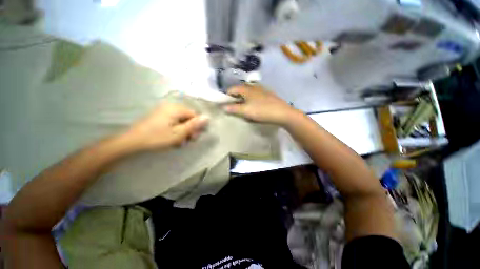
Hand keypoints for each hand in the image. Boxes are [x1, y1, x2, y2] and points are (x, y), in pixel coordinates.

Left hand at [122, 103, 208, 151]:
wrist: (132, 141)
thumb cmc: (157, 137)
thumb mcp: (179, 133)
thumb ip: (194, 125)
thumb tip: (207, 117)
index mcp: (176, 109)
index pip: (195, 115)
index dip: (197, 126)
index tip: (194, 137)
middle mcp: (171, 107)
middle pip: (188, 118)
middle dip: (190, 130)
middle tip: (186, 141)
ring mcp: (164, 111)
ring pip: (181, 121)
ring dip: (183, 131)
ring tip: (178, 142)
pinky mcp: (160, 116)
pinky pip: (174, 122)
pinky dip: (175, 130)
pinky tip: (172, 138)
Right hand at [223, 84, 300, 124]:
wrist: (282, 113)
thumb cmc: (262, 111)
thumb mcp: (246, 111)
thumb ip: (233, 109)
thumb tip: (223, 107)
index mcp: (246, 89)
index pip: (232, 89)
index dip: (227, 96)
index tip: (225, 105)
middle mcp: (253, 86)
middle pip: (240, 90)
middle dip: (235, 98)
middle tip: (234, 107)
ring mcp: (261, 90)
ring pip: (248, 93)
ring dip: (243, 100)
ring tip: (243, 108)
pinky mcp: (267, 95)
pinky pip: (255, 96)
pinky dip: (251, 100)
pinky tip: (254, 107)